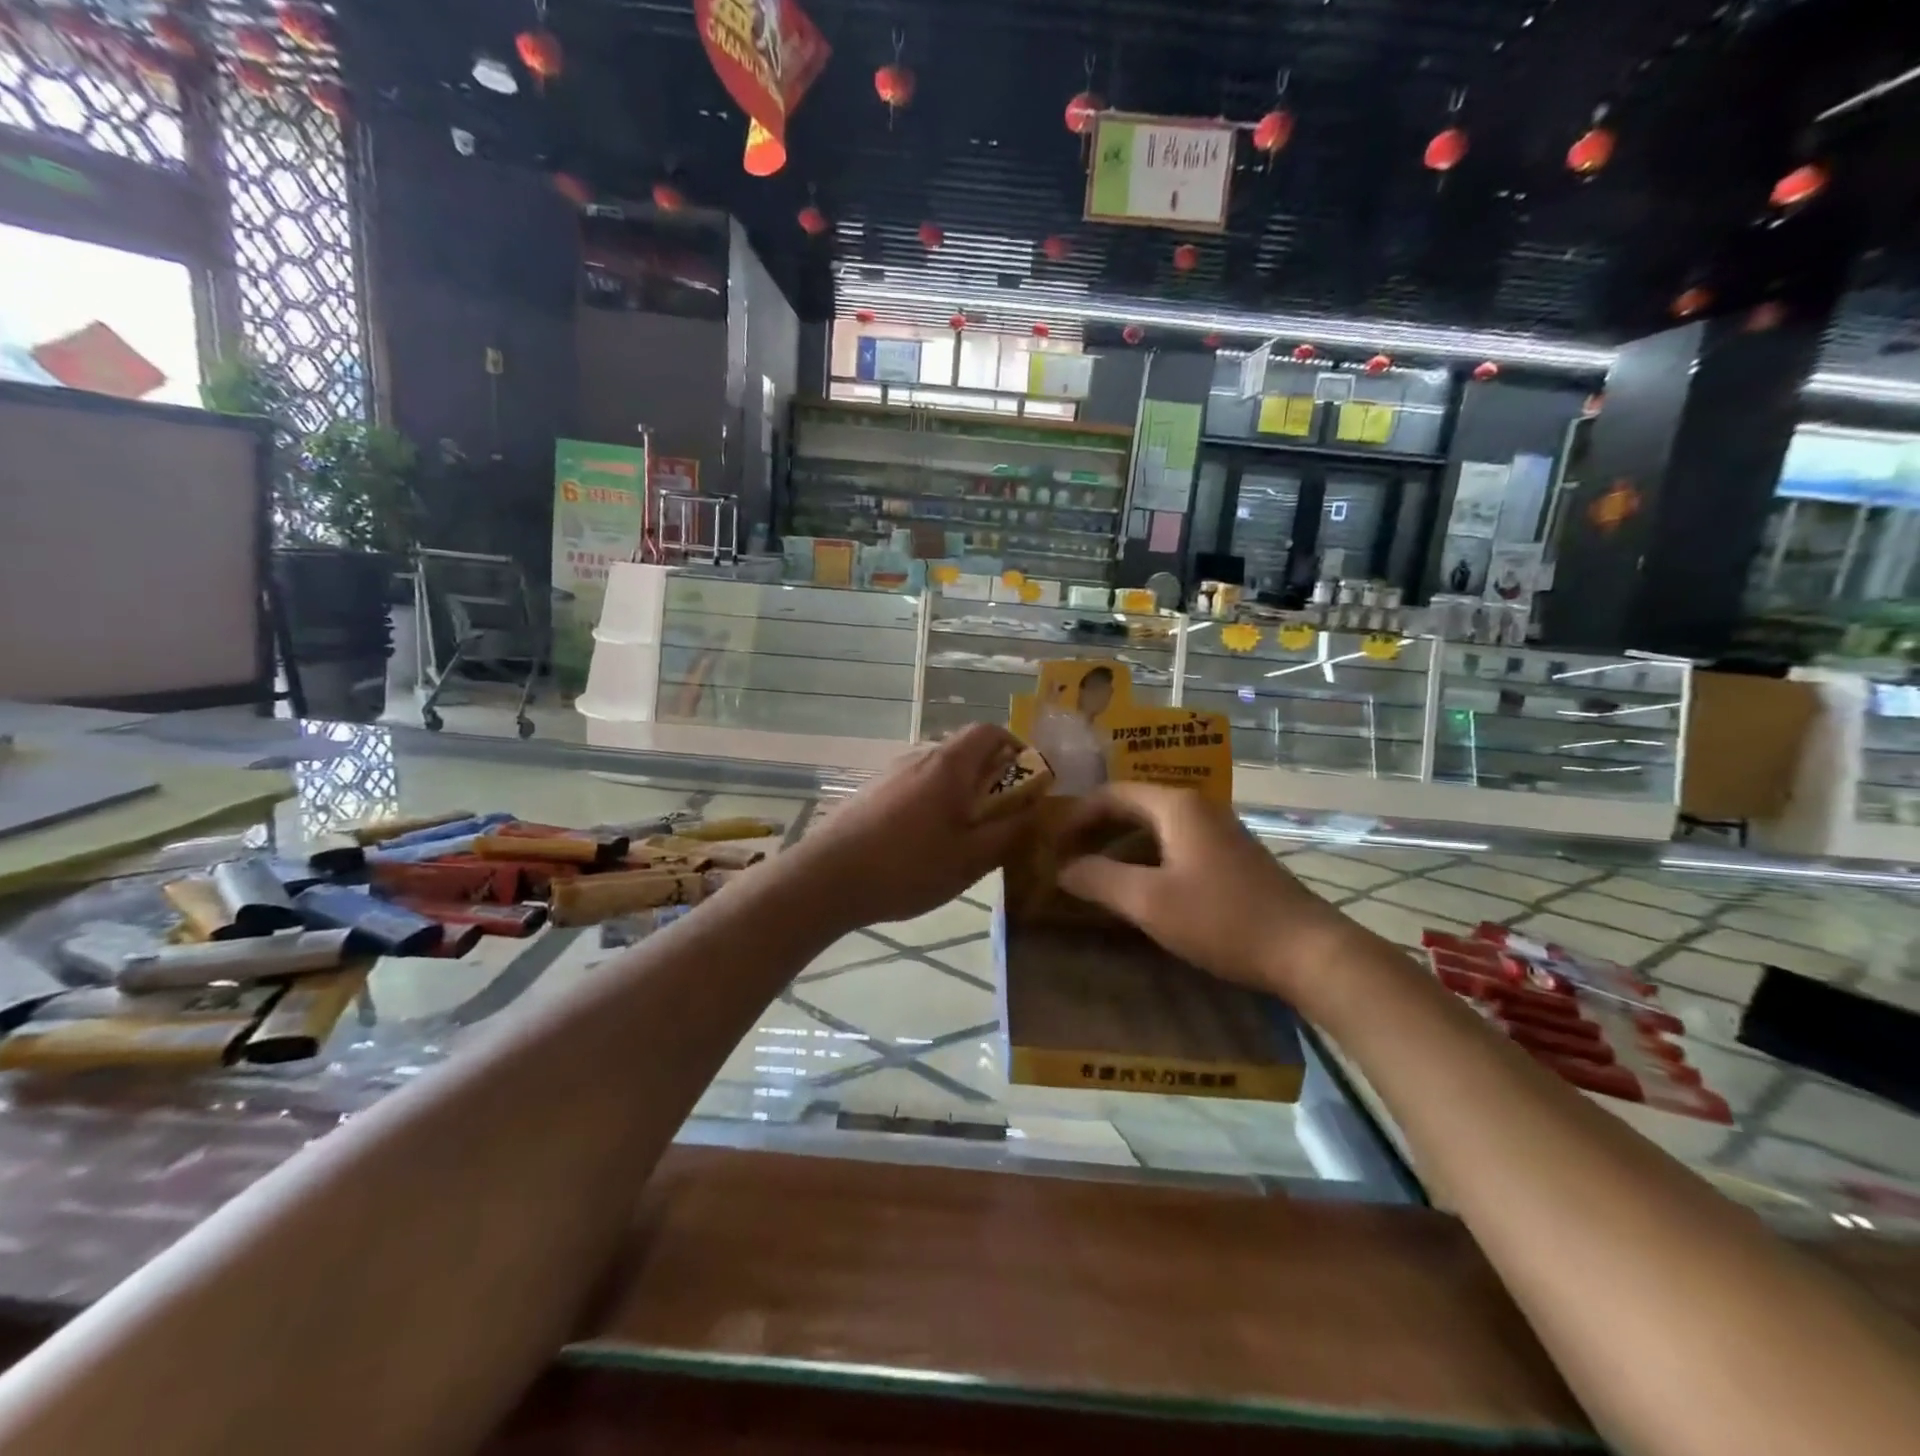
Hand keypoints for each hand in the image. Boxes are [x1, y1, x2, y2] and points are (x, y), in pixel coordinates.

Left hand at [790, 725, 1036, 929]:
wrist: (827, 878)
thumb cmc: (907, 866)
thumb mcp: (971, 858)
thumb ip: (1010, 832)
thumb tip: (1039, 810)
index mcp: (949, 765)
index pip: (990, 731)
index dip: (1016, 748)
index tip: (1028, 780)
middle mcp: (919, 758)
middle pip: (964, 752)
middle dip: (990, 778)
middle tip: (1001, 818)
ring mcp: (890, 774)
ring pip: (938, 773)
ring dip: (960, 793)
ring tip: (964, 836)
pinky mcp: (870, 793)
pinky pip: (914, 787)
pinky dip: (932, 803)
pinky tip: (924, 844)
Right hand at [1055, 783, 1348, 997]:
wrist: (1307, 951)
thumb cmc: (1222, 919)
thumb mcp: (1149, 902)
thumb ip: (1099, 879)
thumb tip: (1062, 869)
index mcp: (1176, 806)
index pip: (1111, 794)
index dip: (1076, 816)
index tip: (1052, 844)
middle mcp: (1197, 807)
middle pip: (1132, 806)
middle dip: (1095, 829)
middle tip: (1065, 857)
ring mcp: (1218, 832)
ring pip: (1154, 828)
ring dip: (1119, 846)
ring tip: (1091, 874)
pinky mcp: (1230, 858)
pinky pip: (1173, 845)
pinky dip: (1144, 859)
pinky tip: (1135, 888)